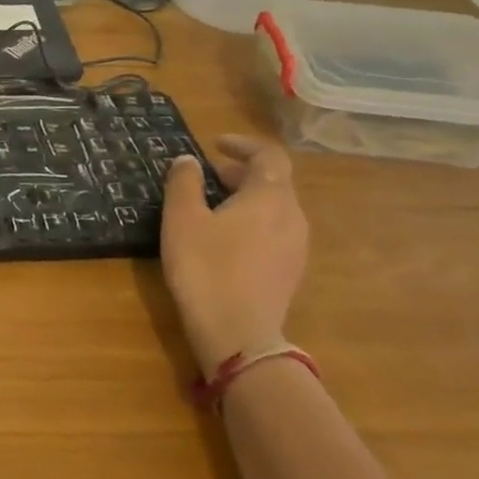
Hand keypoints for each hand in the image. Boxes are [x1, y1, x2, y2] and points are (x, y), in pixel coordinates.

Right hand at [161, 136, 309, 378]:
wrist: (238, 334)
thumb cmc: (206, 267)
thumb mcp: (182, 219)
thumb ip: (183, 183)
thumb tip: (188, 161)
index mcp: (270, 197)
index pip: (268, 156)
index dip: (243, 145)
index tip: (216, 145)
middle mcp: (292, 216)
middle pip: (273, 182)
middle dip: (240, 174)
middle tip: (206, 177)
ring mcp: (297, 247)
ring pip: (274, 209)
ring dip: (246, 200)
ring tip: (212, 208)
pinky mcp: (290, 272)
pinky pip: (274, 233)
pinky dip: (252, 223)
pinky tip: (225, 240)